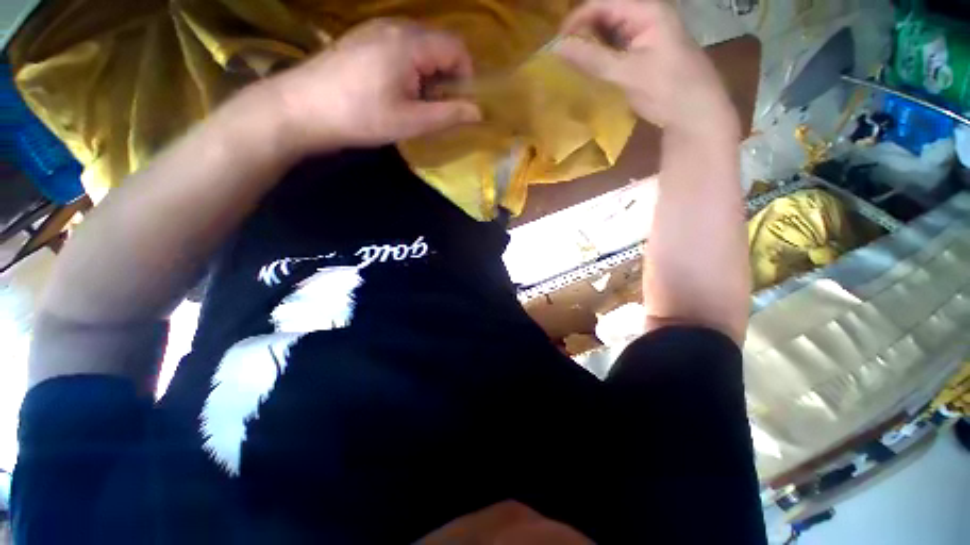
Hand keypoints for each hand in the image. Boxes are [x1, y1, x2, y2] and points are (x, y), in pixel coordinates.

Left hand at [266, 19, 481, 153]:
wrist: (303, 108)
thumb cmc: (362, 116)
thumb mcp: (411, 121)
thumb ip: (449, 115)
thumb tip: (479, 112)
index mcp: (411, 42)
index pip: (457, 48)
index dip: (466, 76)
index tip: (459, 104)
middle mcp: (396, 26)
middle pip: (439, 45)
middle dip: (447, 77)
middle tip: (436, 108)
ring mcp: (376, 29)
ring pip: (420, 47)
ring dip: (428, 74)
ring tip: (415, 103)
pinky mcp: (363, 38)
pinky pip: (400, 47)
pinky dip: (410, 69)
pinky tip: (395, 91)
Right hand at [554, 0, 738, 139]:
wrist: (694, 114)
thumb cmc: (667, 89)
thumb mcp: (628, 73)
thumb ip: (592, 59)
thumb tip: (556, 48)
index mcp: (648, 10)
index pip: (603, 3)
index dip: (577, 19)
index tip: (556, 44)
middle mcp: (646, 16)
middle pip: (605, 15)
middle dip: (582, 33)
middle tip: (562, 57)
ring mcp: (645, 35)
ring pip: (608, 33)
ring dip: (590, 47)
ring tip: (571, 65)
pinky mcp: (643, 54)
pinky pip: (615, 48)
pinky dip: (600, 58)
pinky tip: (589, 70)